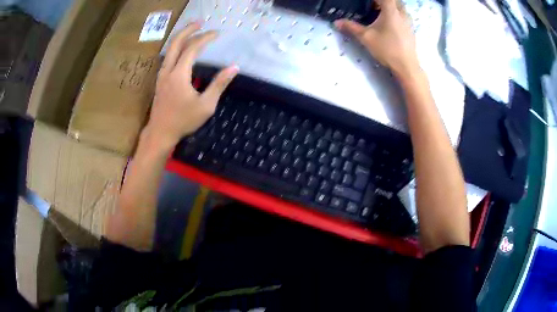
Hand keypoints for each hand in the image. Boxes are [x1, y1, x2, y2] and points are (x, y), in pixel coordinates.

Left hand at [145, 23, 238, 148]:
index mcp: (179, 74)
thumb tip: (234, 68)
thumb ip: (219, 84)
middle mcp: (168, 70)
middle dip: (188, 30)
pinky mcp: (160, 80)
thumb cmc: (183, 121)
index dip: (205, 38)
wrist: (160, 132)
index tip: (217, 34)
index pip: (192, 48)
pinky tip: (183, 49)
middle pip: (176, 43)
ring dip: (181, 37)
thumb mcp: (206, 105)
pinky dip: (177, 48)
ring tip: (192, 31)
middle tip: (200, 22)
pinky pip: (168, 57)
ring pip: (169, 49)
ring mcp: (162, 74)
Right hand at [334, 0, 418, 76]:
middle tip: (372, 6)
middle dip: (381, 1)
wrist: (406, 66)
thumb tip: (336, 22)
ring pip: (399, 6)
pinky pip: (402, 15)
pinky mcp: (411, 29)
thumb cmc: (387, 49)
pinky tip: (388, 23)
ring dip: (389, 6)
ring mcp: (408, 21)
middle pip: (393, 0)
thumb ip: (351, 27)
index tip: (367, 3)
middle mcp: (402, 12)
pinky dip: (395, 14)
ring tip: (379, 13)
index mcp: (391, 10)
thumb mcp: (366, 37)